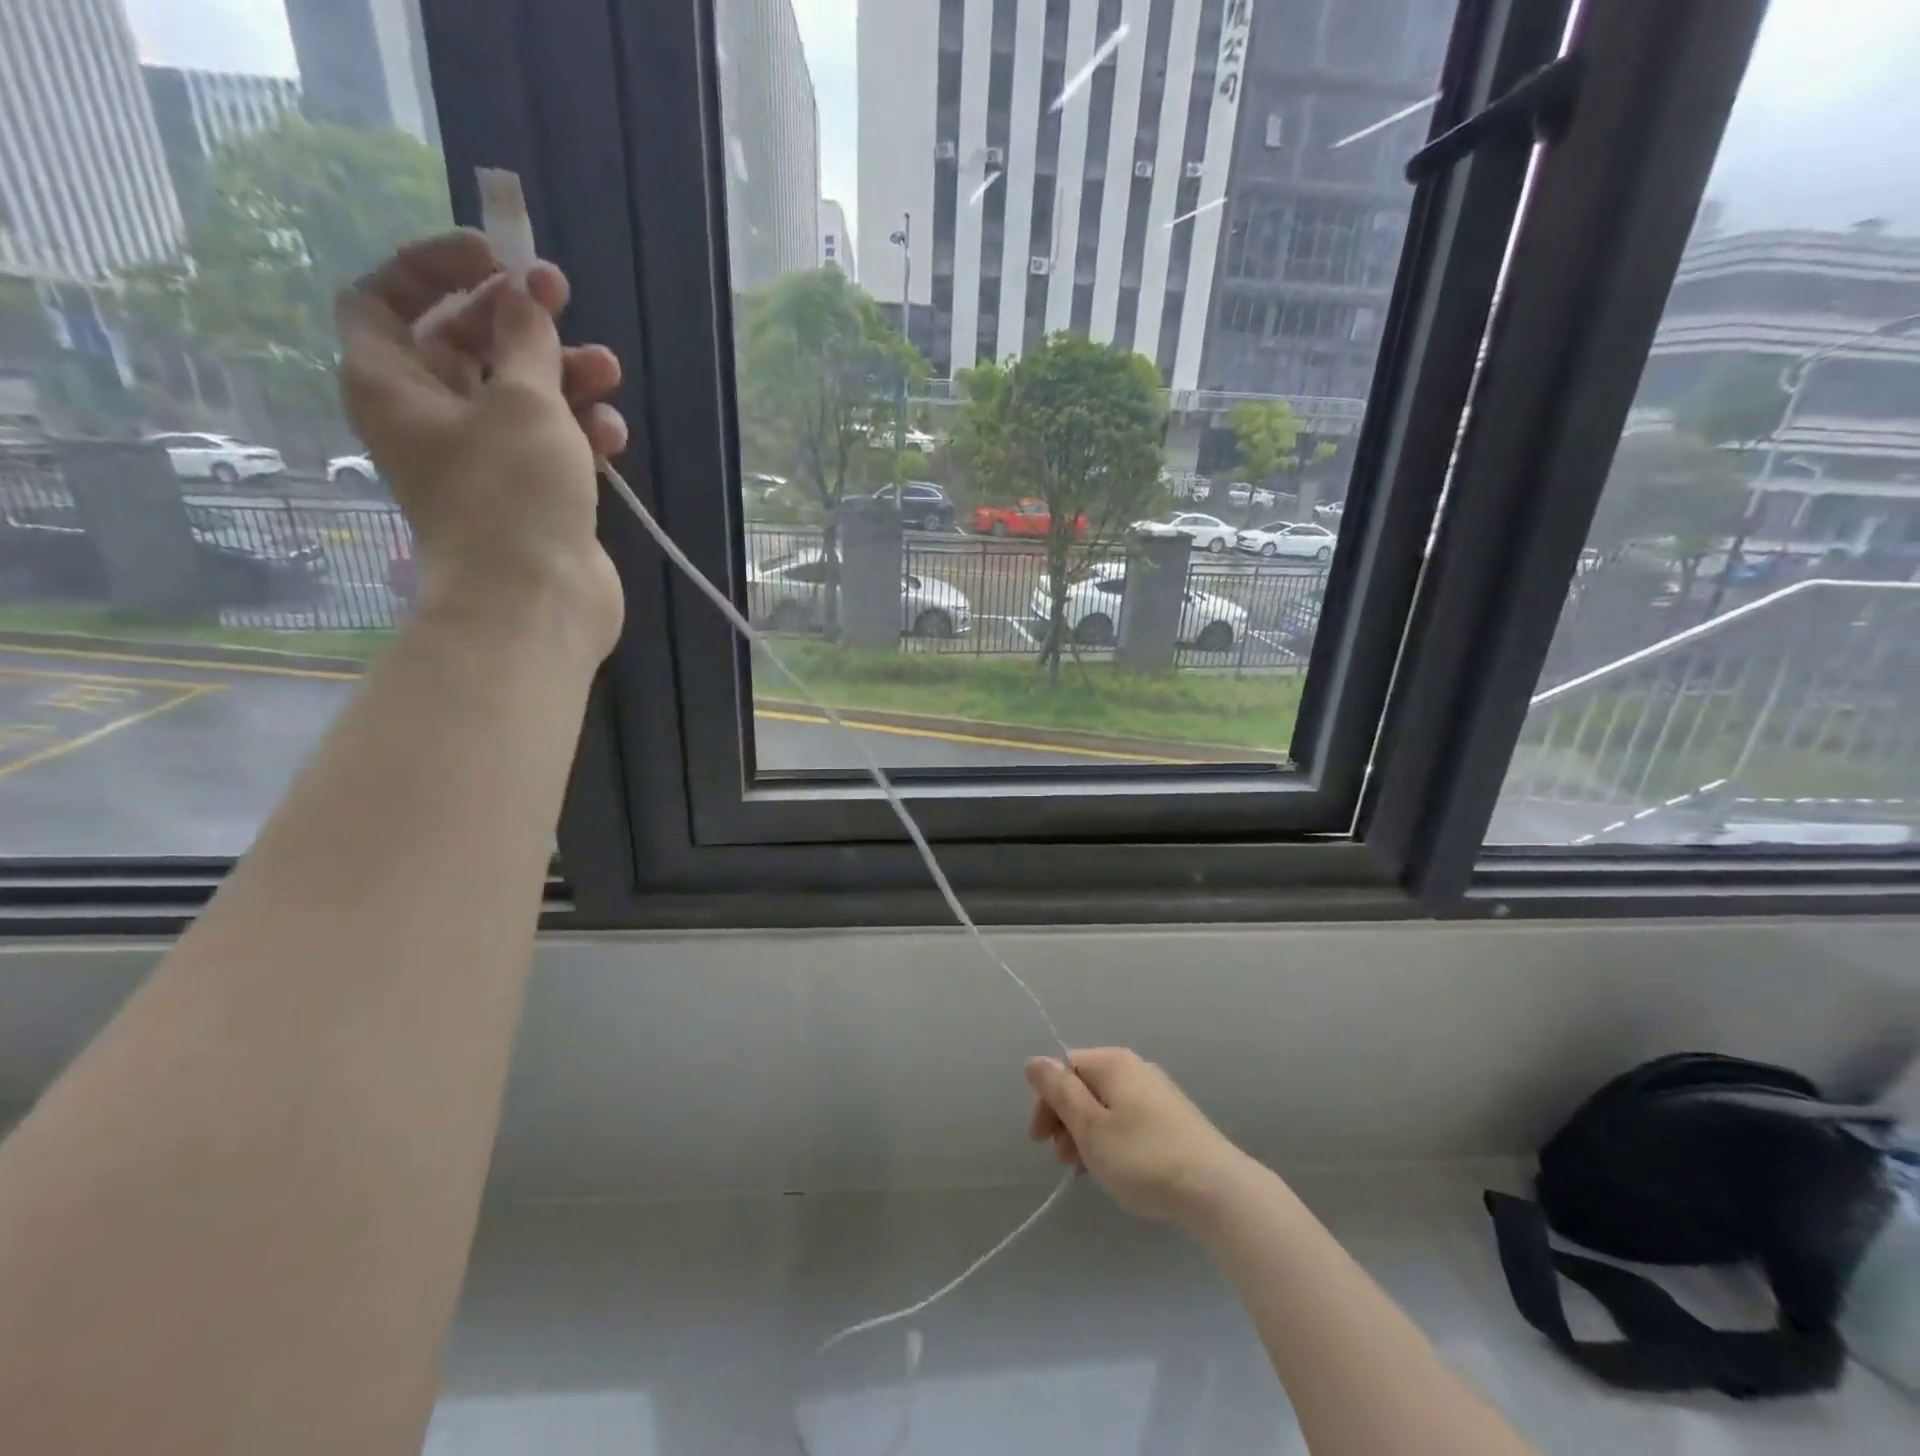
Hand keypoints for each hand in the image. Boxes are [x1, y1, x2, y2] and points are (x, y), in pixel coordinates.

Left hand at [336, 230, 628, 659]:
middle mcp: (431, 420)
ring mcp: (485, 464)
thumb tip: (524, 301)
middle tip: (563, 300)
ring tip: (608, 371)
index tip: (495, 258)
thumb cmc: (512, 494)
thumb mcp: (521, 401)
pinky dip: (580, 431)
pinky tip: (612, 434)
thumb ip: (525, 340)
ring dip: (563, 376)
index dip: (433, 269)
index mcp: (393, 388)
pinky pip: (552, 445)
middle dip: (517, 322)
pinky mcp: (532, 497)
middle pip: (464, 346)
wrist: (535, 602)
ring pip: (519, 397)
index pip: (384, 300)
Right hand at [1026, 1048, 1248, 1224]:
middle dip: (1066, 1120)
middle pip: (1086, 1085)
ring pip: (1107, 1106)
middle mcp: (1136, 1068)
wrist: (1217, 1191)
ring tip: (1086, 1172)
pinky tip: (1116, 1171)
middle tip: (1063, 1161)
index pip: (1065, 1067)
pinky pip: (1129, 1120)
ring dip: (1088, 1135)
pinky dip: (1113, 1140)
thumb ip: (1060, 1092)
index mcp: (1113, 1063)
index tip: (1041, 1141)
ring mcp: (1158, 1093)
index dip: (1047, 1101)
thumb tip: (1035, 1061)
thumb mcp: (1090, 1127)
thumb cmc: (1143, 1157)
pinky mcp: (1174, 1120)